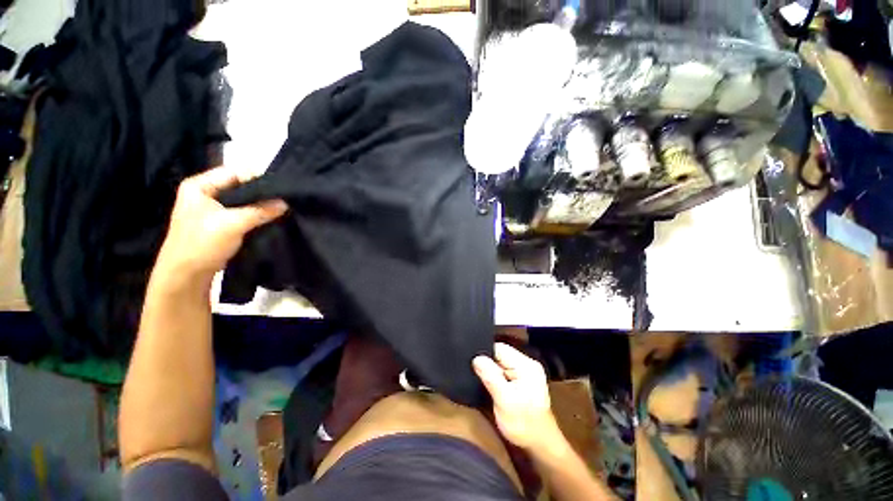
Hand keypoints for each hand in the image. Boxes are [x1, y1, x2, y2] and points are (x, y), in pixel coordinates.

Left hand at [154, 166, 286, 284]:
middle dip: (262, 193)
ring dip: (260, 206)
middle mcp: (205, 193)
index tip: (281, 189)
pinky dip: (256, 215)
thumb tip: (286, 203)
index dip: (258, 179)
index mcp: (199, 185)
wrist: (187, 275)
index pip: (234, 172)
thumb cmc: (202, 243)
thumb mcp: (233, 224)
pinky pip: (243, 212)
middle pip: (240, 186)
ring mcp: (212, 208)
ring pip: (243, 201)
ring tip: (280, 209)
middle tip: (284, 200)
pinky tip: (271, 218)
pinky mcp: (221, 222)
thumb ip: (261, 211)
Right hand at [473, 343, 559, 449]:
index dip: (484, 352)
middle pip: (500, 354)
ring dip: (490, 370)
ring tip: (479, 377)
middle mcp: (527, 364)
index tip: (471, 361)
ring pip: (501, 362)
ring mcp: (525, 372)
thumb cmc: (523, 424)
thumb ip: (490, 377)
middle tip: (473, 371)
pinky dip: (496, 376)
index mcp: (526, 365)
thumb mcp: (504, 400)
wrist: (540, 445)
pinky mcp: (522, 380)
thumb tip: (477, 358)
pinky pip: (504, 371)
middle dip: (487, 362)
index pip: (500, 348)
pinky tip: (489, 383)